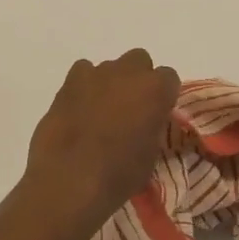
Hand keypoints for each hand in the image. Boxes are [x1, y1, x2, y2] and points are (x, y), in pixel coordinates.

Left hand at [22, 50, 180, 229]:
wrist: (71, 178)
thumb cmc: (119, 174)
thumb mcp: (150, 154)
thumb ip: (152, 127)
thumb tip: (145, 123)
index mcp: (156, 90)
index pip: (169, 78)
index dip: (162, 95)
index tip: (156, 113)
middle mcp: (129, 72)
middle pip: (139, 61)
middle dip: (137, 79)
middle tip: (130, 107)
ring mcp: (97, 73)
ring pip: (110, 67)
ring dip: (110, 83)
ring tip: (100, 111)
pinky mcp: (69, 81)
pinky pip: (83, 72)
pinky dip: (84, 85)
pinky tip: (79, 107)